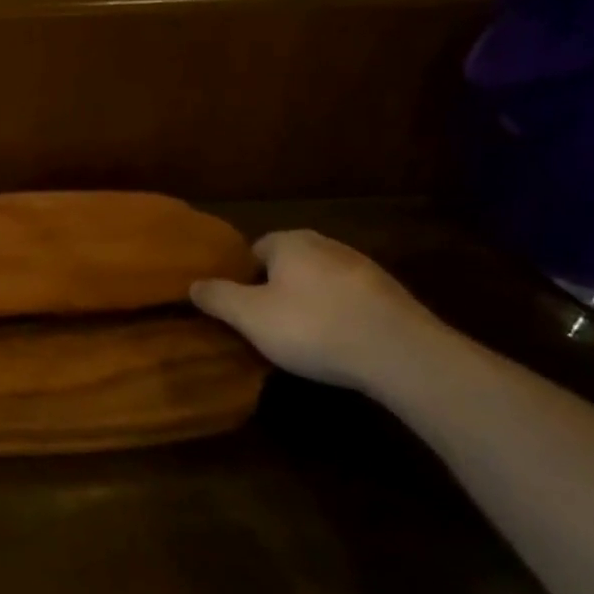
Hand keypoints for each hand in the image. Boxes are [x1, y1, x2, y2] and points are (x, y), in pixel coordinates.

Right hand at [190, 230, 445, 391]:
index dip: (242, 279)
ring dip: (309, 303)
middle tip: (266, 324)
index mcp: (289, 241)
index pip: (254, 250)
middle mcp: (326, 244)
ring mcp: (363, 267)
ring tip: (302, 338)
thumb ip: (217, 297)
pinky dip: (339, 316)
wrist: (400, 352)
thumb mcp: (250, 316)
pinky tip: (337, 343)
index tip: (240, 309)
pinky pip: (349, 301)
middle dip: (275, 290)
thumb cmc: (312, 326)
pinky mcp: (390, 295)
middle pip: (288, 265)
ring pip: (320, 282)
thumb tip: (193, 284)